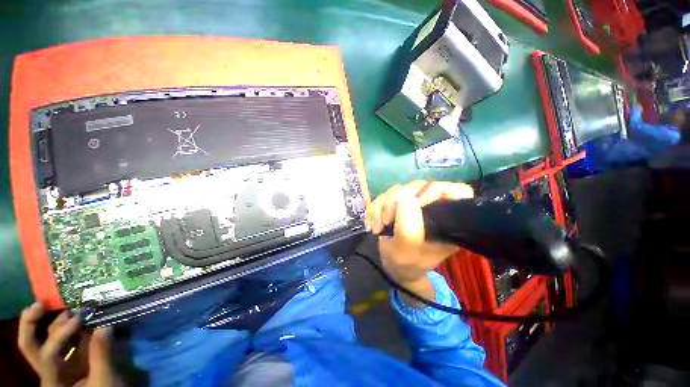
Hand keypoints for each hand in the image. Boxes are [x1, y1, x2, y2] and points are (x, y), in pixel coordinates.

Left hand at [18, 302, 120, 386]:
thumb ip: (101, 356)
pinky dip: (64, 326)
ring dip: (50, 321)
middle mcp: (48, 371)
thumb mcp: (104, 380)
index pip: (47, 354)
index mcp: (53, 381)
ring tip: (66, 307)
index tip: (79, 318)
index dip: (60, 334)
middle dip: (31, 323)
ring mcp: (57, 364)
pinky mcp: (67, 359)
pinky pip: (60, 340)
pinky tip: (73, 316)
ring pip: (42, 340)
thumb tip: (105, 325)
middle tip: (41, 303)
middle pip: (29, 346)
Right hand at [365, 180, 473, 290]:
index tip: (415, 203)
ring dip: (381, 207)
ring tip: (377, 227)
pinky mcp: (400, 203)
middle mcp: (434, 207)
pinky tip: (372, 223)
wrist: (394, 266)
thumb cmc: (406, 264)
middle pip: (418, 187)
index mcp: (448, 220)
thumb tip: (405, 197)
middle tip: (385, 222)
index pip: (457, 191)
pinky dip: (375, 208)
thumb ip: (408, 227)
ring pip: (398, 190)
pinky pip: (385, 195)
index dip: (436, 190)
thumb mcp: (407, 251)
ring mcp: (415, 203)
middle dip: (394, 203)